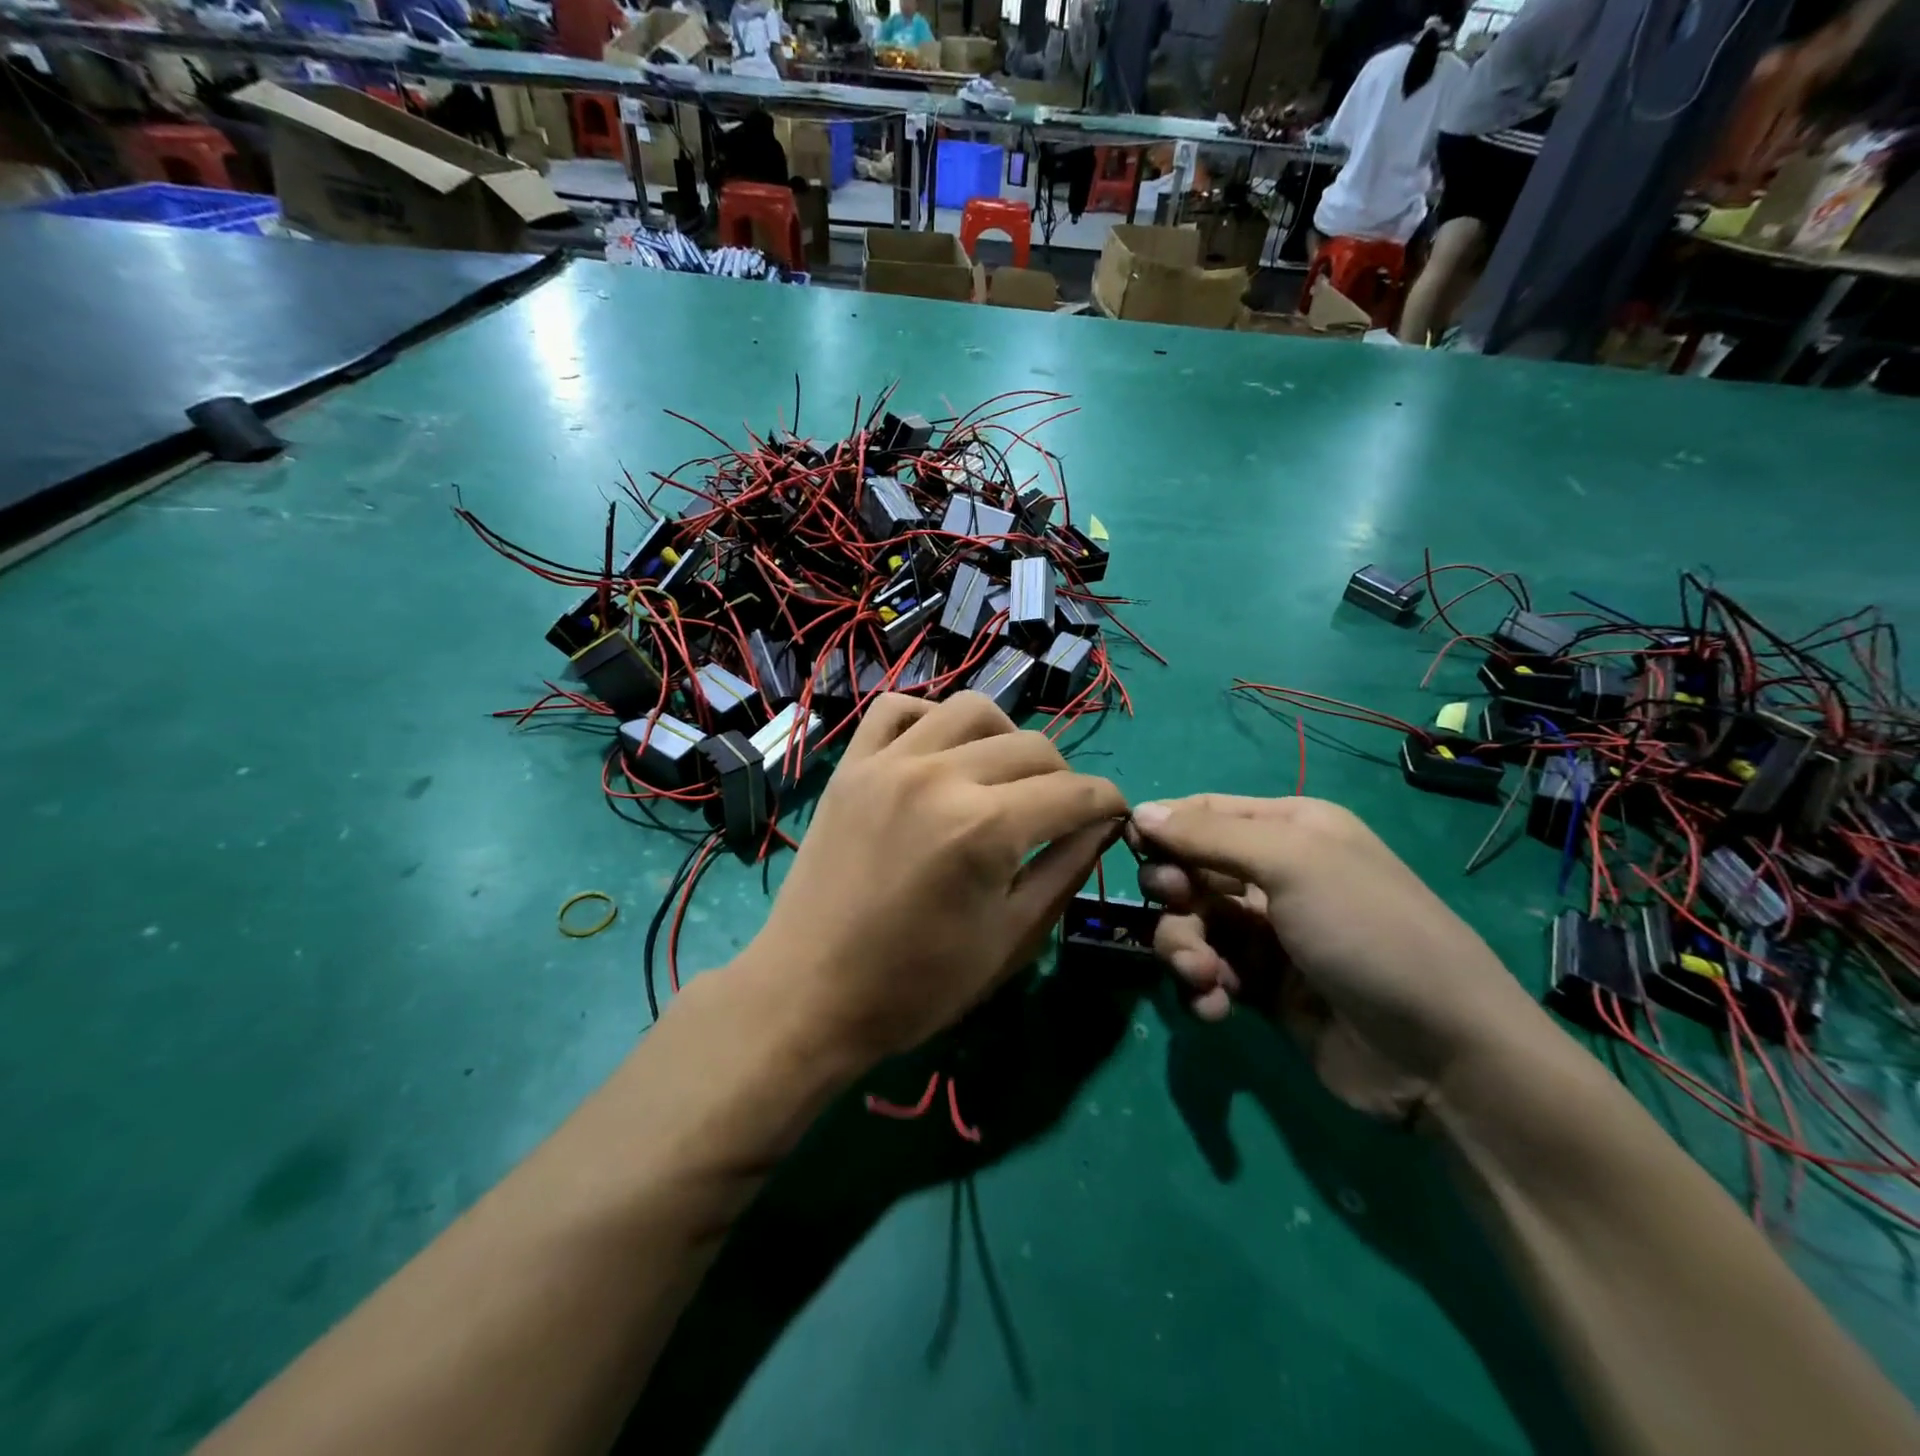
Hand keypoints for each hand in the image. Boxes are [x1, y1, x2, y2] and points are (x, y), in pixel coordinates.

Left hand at [743, 692, 1125, 1067]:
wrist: (809, 994)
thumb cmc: (916, 985)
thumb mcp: (1010, 940)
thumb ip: (1064, 871)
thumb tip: (1102, 825)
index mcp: (985, 828)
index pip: (1074, 793)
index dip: (1108, 803)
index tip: (1114, 817)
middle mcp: (940, 776)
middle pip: (1031, 747)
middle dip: (1064, 779)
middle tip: (1060, 813)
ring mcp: (888, 762)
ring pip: (971, 709)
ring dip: (1005, 737)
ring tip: (1004, 777)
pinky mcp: (850, 765)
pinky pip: (898, 709)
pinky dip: (931, 719)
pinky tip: (941, 754)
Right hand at [1129, 795, 1550, 1120]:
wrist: (1442, 1055)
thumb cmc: (1366, 931)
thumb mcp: (1292, 865)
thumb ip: (1208, 836)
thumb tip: (1139, 812)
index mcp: (1289, 829)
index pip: (1204, 813)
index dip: (1164, 828)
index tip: (1133, 850)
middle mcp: (1275, 875)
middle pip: (1189, 869)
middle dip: (1174, 893)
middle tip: (1179, 908)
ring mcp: (1268, 934)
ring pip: (1191, 924)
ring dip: (1184, 948)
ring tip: (1204, 976)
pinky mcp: (1262, 987)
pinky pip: (1208, 972)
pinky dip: (1202, 987)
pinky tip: (1216, 1006)